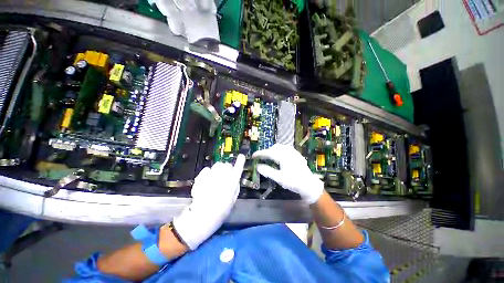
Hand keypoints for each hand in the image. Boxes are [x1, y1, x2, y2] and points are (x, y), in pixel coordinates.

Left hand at [173, 154, 245, 249]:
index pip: (238, 169)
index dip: (240, 162)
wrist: (202, 217)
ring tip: (215, 177)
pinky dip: (208, 172)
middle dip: (227, 167)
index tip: (242, 156)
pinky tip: (207, 180)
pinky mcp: (201, 178)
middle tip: (225, 174)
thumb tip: (235, 178)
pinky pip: (207, 169)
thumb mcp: (233, 200)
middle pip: (226, 165)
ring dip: (218, 169)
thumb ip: (235, 187)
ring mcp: (211, 176)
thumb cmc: (221, 211)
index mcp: (232, 184)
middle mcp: (223, 178)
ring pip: (217, 165)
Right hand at [252, 144, 322, 203]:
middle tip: (261, 158)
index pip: (268, 153)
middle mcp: (288, 152)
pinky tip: (279, 156)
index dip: (260, 153)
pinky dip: (279, 150)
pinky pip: (286, 148)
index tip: (253, 156)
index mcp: (283, 157)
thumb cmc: (293, 182)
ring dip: (273, 150)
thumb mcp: (279, 178)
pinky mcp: (297, 154)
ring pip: (280, 147)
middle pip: (274, 148)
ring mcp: (293, 152)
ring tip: (269, 157)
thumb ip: (268, 171)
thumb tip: (258, 166)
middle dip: (266, 151)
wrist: (309, 185)